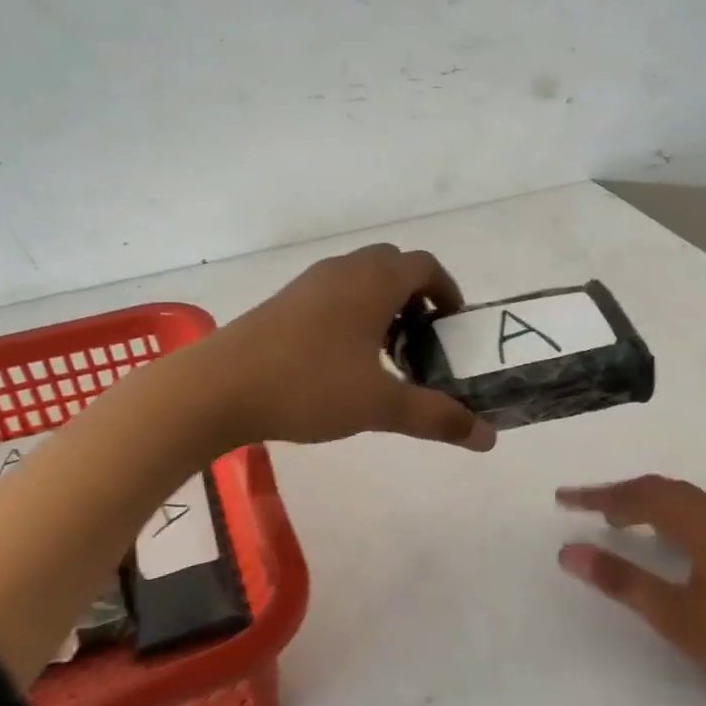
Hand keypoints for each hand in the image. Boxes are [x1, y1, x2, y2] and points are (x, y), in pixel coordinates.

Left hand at [206, 244, 496, 450]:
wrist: (216, 389)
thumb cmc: (308, 386)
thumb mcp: (380, 406)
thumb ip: (436, 417)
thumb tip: (488, 439)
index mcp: (374, 281)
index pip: (426, 266)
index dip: (448, 292)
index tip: (453, 329)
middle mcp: (343, 270)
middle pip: (394, 267)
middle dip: (417, 300)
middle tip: (423, 344)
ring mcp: (309, 283)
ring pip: (361, 281)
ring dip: (383, 308)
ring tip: (386, 357)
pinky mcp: (284, 303)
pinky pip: (333, 295)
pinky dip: (353, 315)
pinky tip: (343, 363)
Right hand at [556, 476, 705, 705]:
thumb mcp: (675, 614)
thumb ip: (621, 580)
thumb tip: (569, 552)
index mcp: (700, 523)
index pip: (638, 496)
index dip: (597, 496)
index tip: (563, 499)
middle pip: (660, 488)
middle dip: (618, 493)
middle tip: (583, 506)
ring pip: (680, 498)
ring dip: (644, 501)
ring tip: (615, 518)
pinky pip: (695, 510)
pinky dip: (666, 512)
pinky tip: (663, 536)